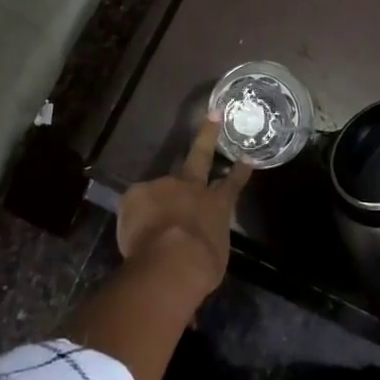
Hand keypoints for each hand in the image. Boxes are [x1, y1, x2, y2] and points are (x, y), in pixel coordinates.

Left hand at [116, 116, 249, 299]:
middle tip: (213, 114)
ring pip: (160, 190)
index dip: (239, 171)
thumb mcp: (213, 256)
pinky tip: (133, 233)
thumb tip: (200, 244)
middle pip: (200, 156)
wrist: (170, 262)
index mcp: (217, 205)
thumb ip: (207, 242)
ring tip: (150, 228)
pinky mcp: (137, 193)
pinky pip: (135, 204)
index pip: (231, 184)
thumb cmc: (201, 264)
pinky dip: (135, 216)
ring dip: (158, 202)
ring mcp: (164, 186)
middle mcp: (193, 188)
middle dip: (208, 135)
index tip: (246, 157)